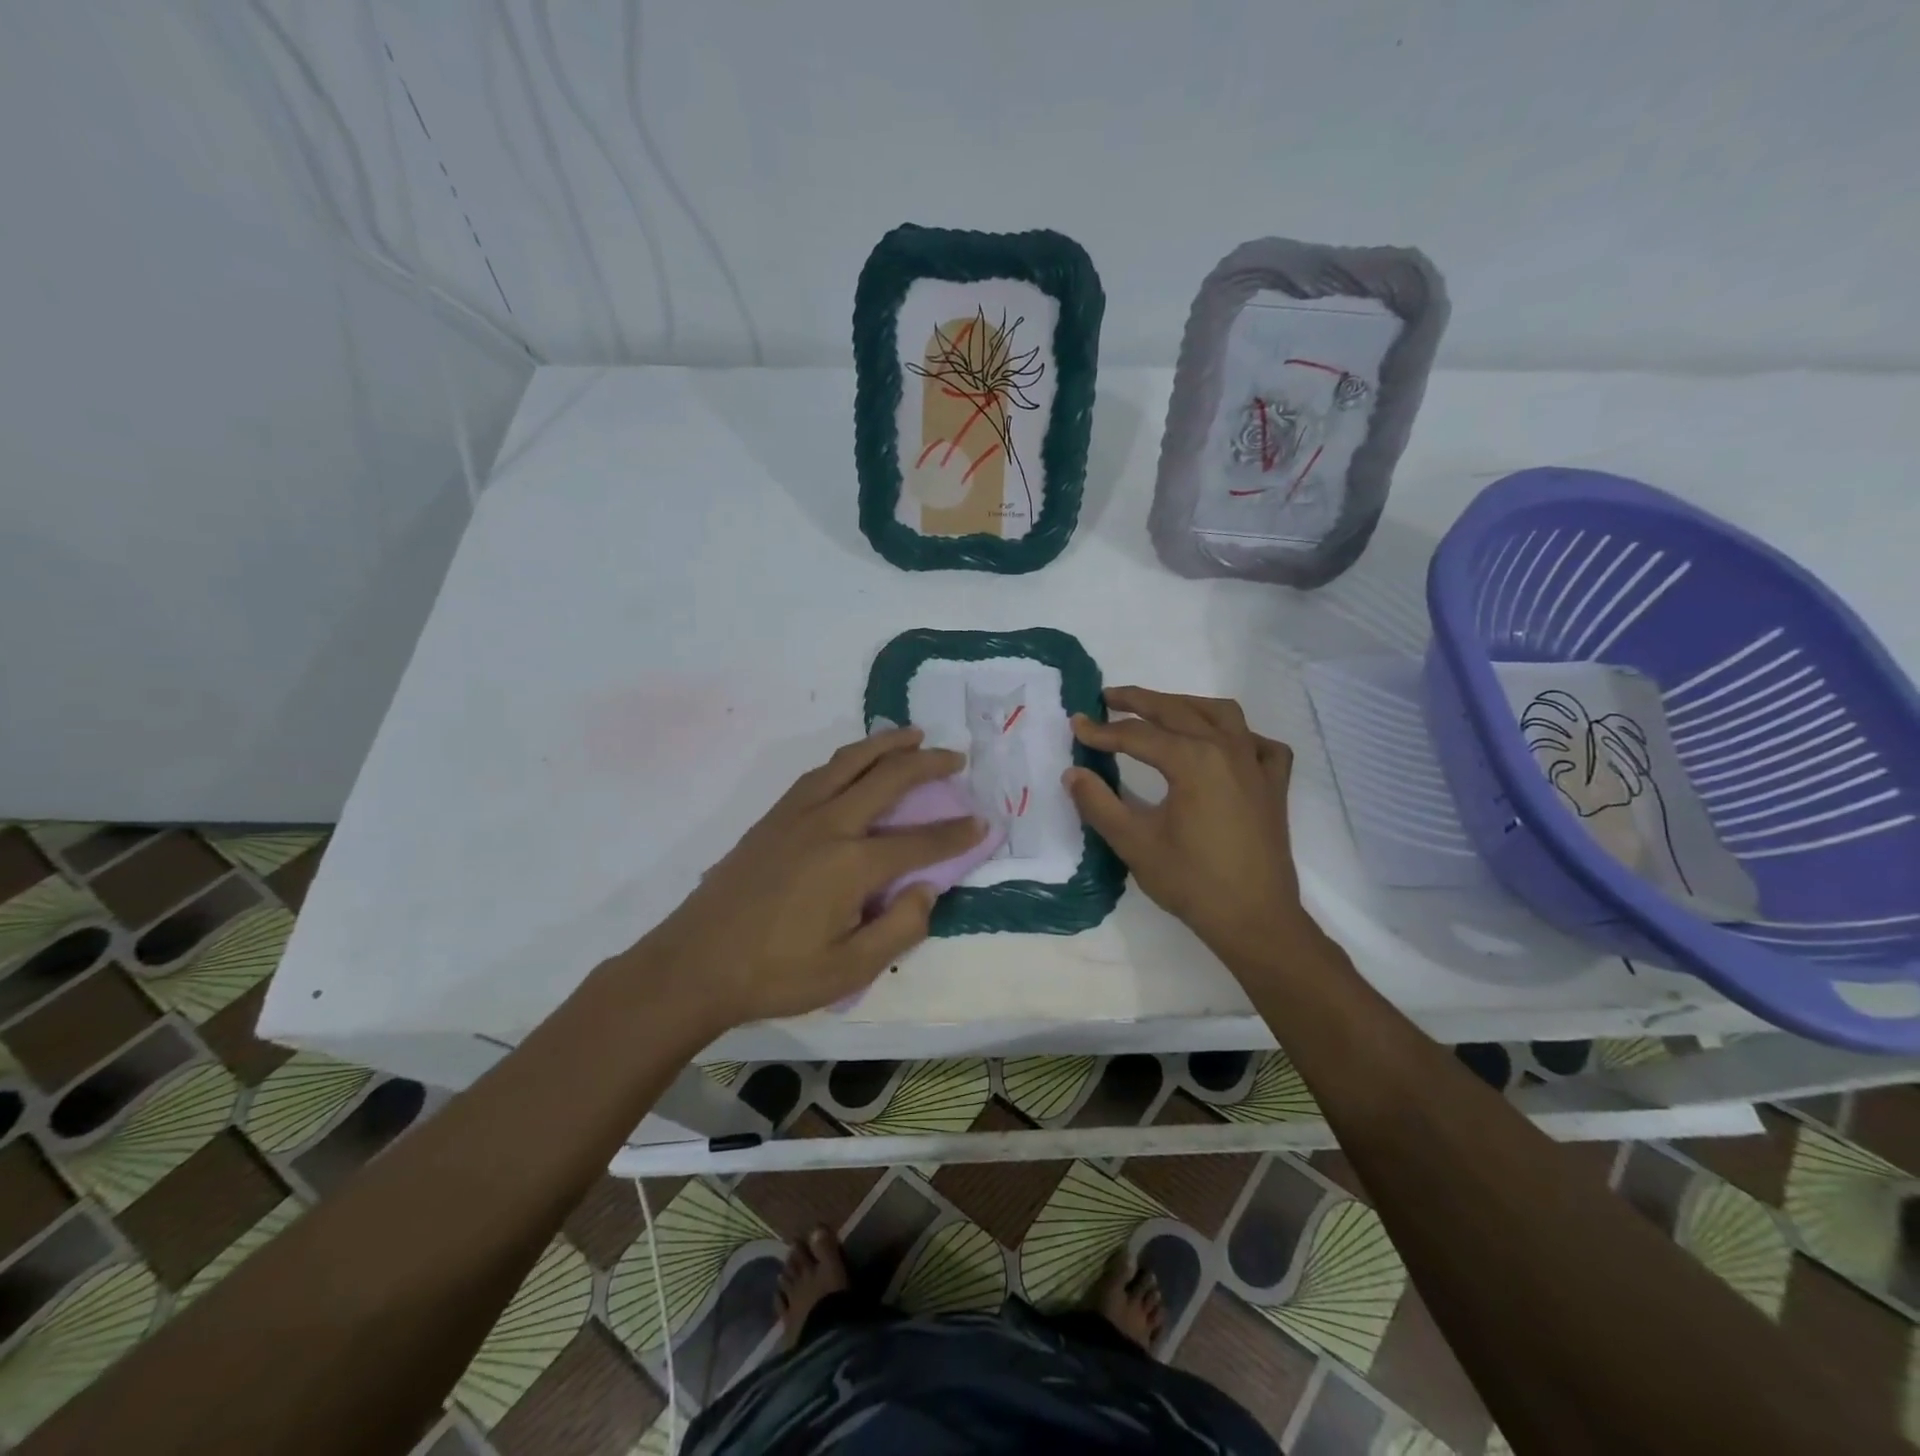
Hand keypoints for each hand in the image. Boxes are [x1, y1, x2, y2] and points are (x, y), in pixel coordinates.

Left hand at [642, 727, 985, 1026]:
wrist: (695, 964)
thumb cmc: (776, 974)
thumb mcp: (849, 970)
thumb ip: (899, 929)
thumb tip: (928, 890)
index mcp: (852, 864)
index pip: (920, 841)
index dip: (957, 833)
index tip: (984, 823)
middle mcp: (828, 824)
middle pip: (888, 778)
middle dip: (928, 763)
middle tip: (956, 756)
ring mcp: (796, 814)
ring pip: (849, 762)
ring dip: (885, 744)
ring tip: (912, 734)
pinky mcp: (773, 817)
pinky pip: (820, 773)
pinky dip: (848, 758)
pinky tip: (856, 762)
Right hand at [1065, 688, 1310, 965]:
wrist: (1255, 920)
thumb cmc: (1192, 882)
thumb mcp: (1134, 843)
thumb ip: (1098, 803)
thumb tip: (1073, 773)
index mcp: (1194, 760)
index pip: (1138, 736)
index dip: (1102, 731)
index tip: (1075, 726)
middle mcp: (1228, 749)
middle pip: (1178, 710)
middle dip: (1139, 701)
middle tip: (1107, 698)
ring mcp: (1257, 765)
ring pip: (1222, 714)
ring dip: (1187, 705)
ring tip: (1160, 709)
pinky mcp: (1274, 785)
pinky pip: (1260, 744)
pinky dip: (1239, 735)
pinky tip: (1225, 744)